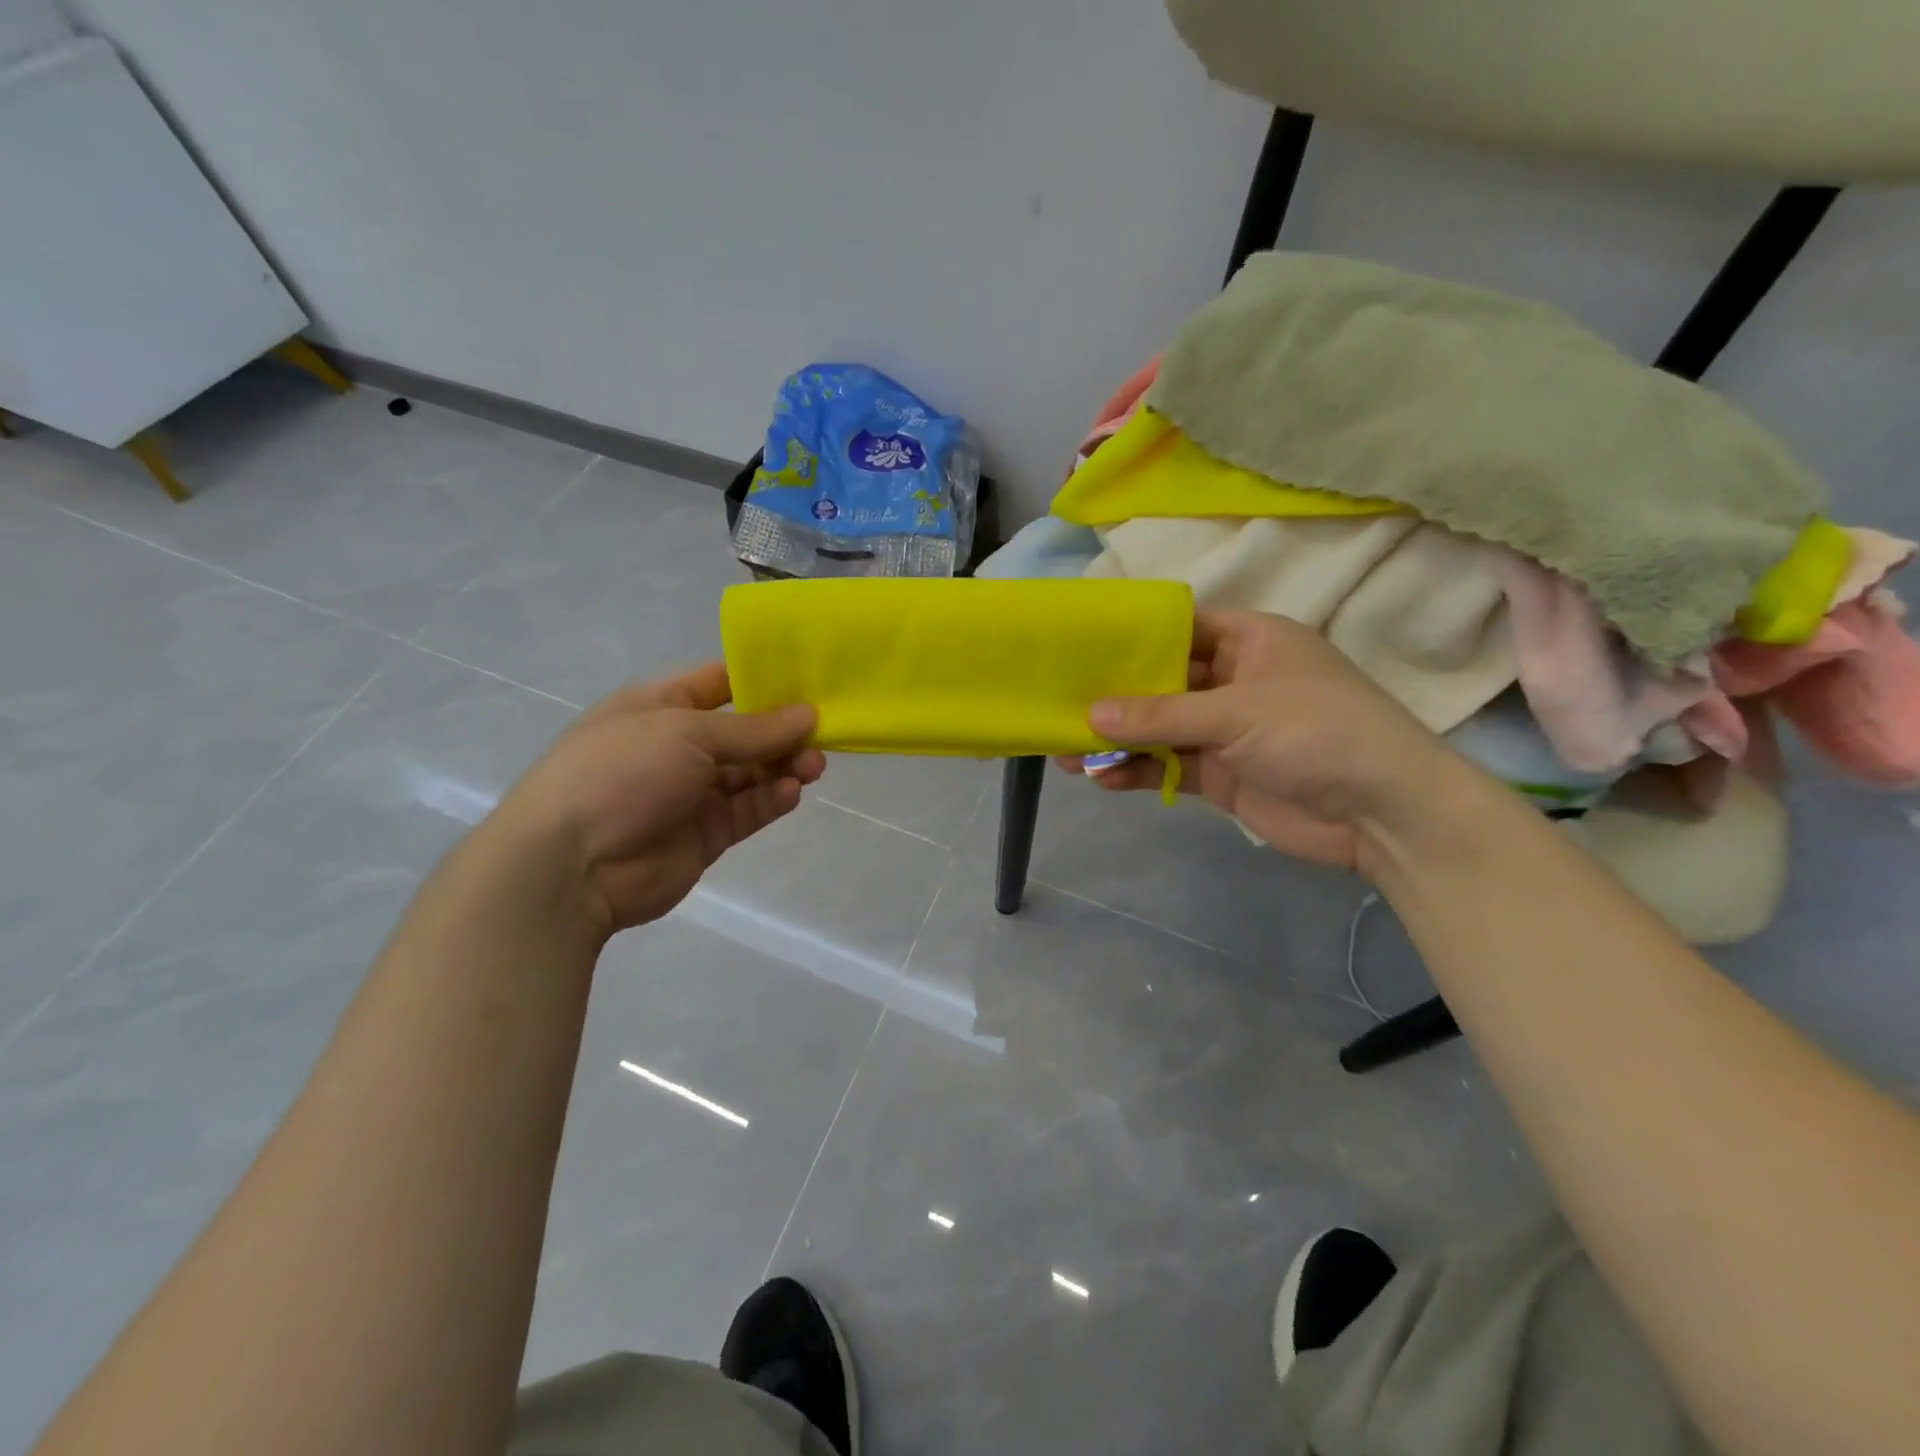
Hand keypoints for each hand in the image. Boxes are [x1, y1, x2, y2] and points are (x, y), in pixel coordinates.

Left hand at [494, 663, 821, 933]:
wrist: (570, 865)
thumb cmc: (621, 772)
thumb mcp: (687, 732)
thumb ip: (753, 728)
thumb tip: (808, 714)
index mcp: (661, 706)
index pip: (720, 682)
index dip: (763, 678)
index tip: (810, 680)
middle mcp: (678, 746)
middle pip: (744, 731)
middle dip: (783, 730)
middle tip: (822, 734)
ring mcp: (692, 793)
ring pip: (751, 772)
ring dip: (784, 765)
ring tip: (814, 766)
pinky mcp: (706, 834)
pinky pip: (747, 810)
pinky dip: (771, 799)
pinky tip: (790, 792)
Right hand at [1063, 609, 1471, 874]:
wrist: (1383, 814)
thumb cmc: (1319, 732)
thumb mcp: (1238, 713)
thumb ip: (1162, 715)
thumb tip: (1091, 716)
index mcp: (1250, 641)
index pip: (1180, 626)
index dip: (1134, 634)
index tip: (1083, 644)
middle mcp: (1234, 680)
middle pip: (1162, 681)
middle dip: (1114, 695)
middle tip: (1061, 702)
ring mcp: (1226, 730)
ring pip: (1159, 729)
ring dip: (1118, 740)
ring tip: (1067, 750)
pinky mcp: (1220, 774)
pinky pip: (1168, 767)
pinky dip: (1137, 773)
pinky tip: (1101, 780)